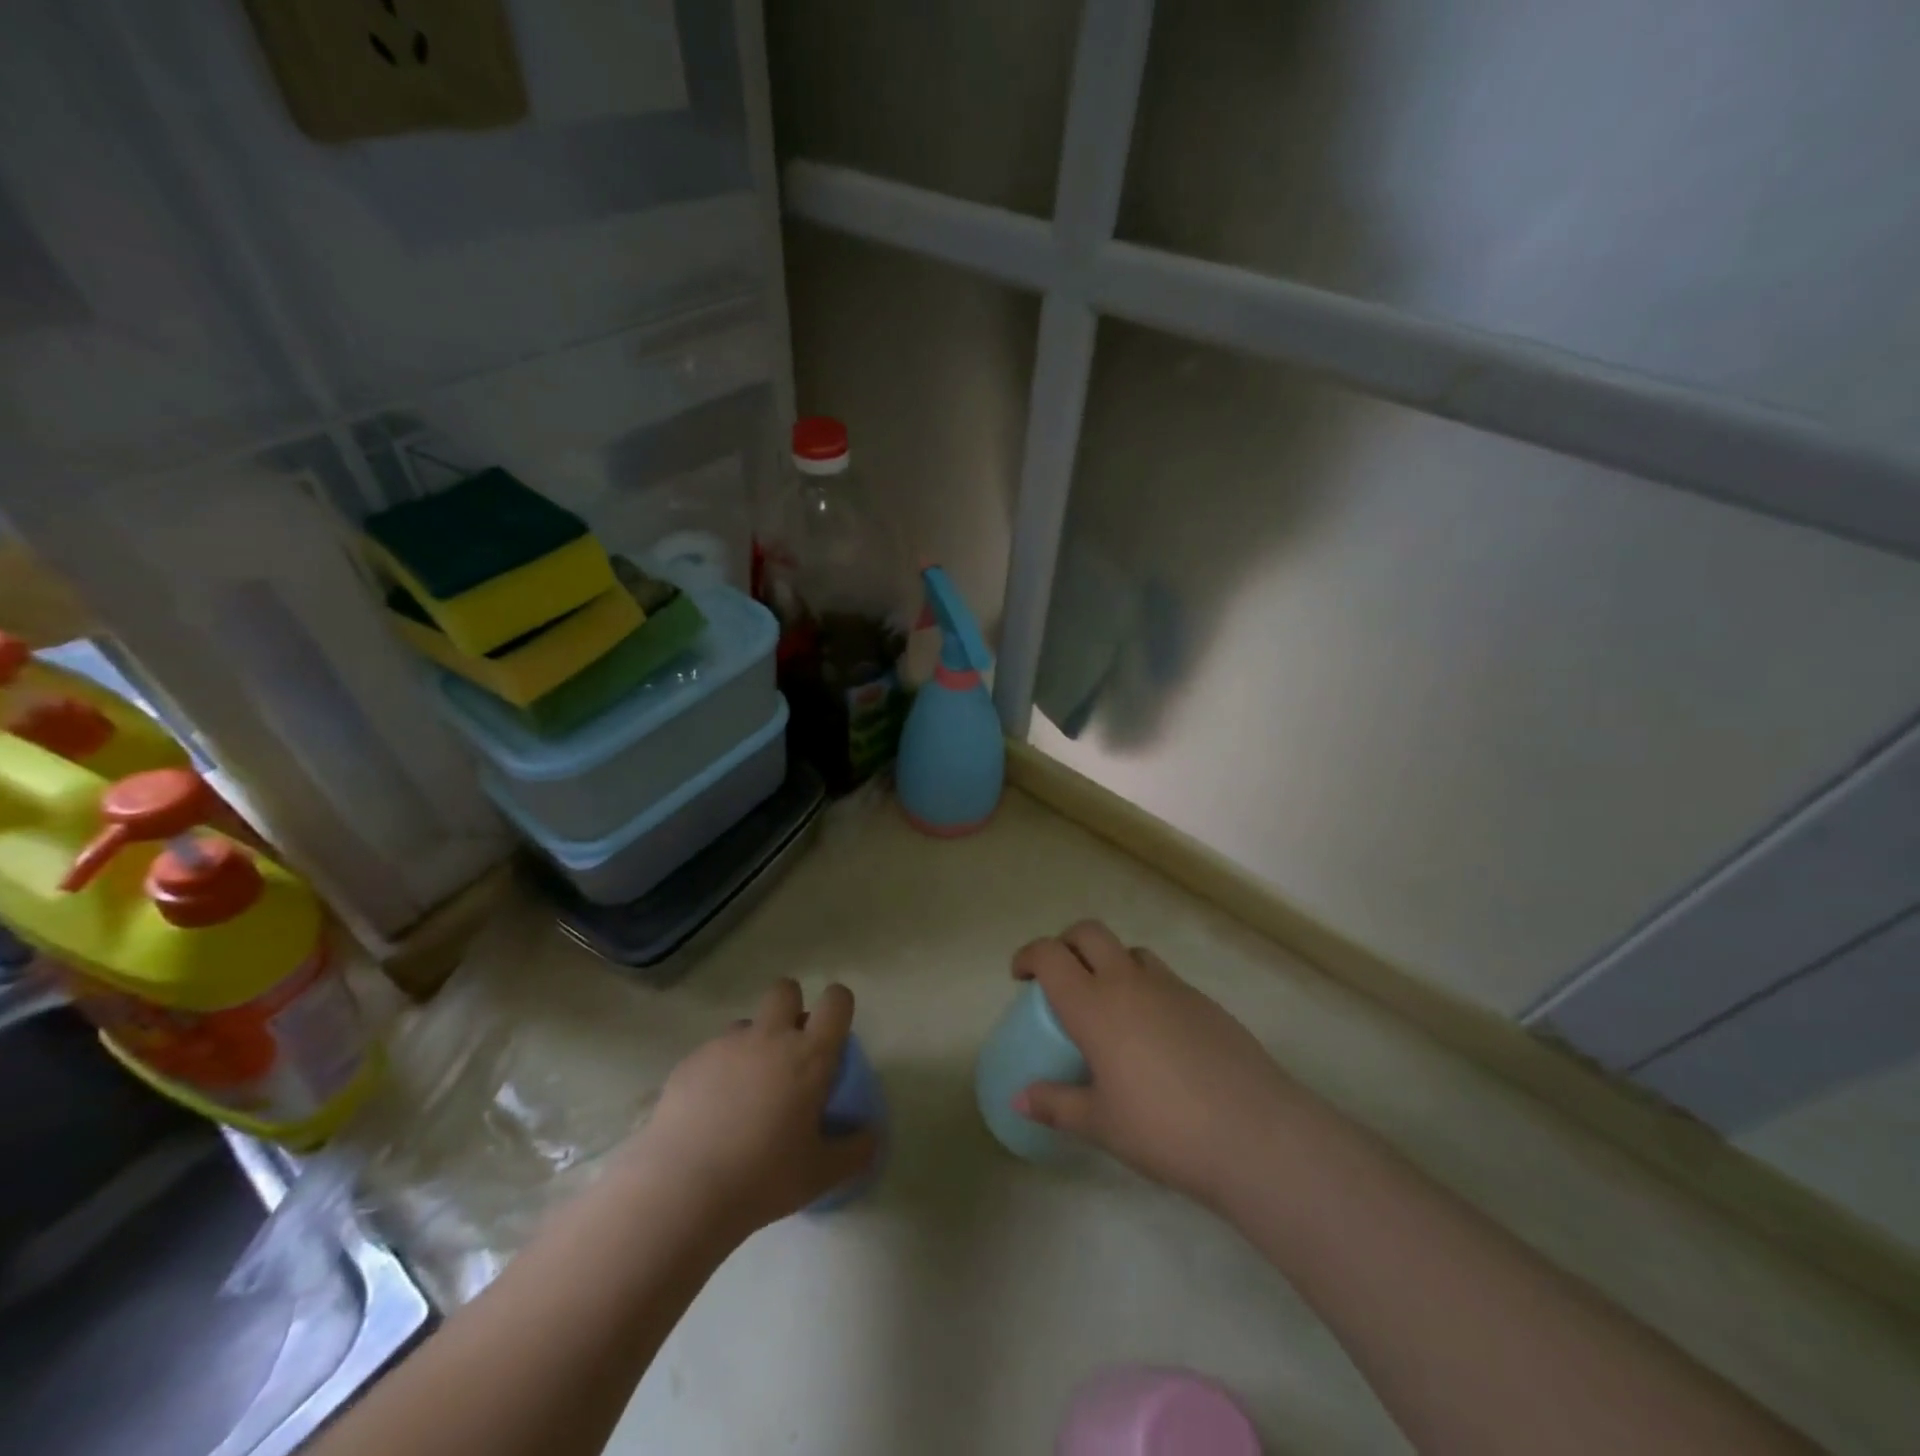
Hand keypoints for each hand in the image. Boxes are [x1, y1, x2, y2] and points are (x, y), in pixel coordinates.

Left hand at [617, 980, 877, 1237]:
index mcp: (810, 1055)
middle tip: (790, 1049)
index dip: (839, 1006)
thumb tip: (871, 1135)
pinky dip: (719, 1070)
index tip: (835, 1030)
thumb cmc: (763, 1178)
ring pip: (747, 1023)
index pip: (836, 1001)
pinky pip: (713, 1052)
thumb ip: (855, 1150)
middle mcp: (770, 1037)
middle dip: (791, 1007)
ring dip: (753, 1043)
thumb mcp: (822, 1174)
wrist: (681, 1192)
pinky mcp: (690, 1062)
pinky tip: (711, 1112)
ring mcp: (726, 1045)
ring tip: (746, 1089)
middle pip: (785, 990)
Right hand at [1012, 921, 1296, 1206]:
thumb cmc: (1164, 1129)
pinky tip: (1154, 1034)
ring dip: (1109, 962)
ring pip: (1130, 951)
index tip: (1020, 976)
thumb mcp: (1101, 1124)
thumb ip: (1056, 1105)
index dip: (1028, 956)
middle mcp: (1129, 983)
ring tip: (1109, 1005)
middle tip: (1060, 979)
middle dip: (1066, 944)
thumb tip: (1018, 1099)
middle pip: (1089, 933)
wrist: (1255, 1132)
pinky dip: (1145, 987)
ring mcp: (1171, 987)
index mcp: (1094, 1005)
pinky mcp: (1204, 1001)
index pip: (1050, 955)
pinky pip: (1163, 977)